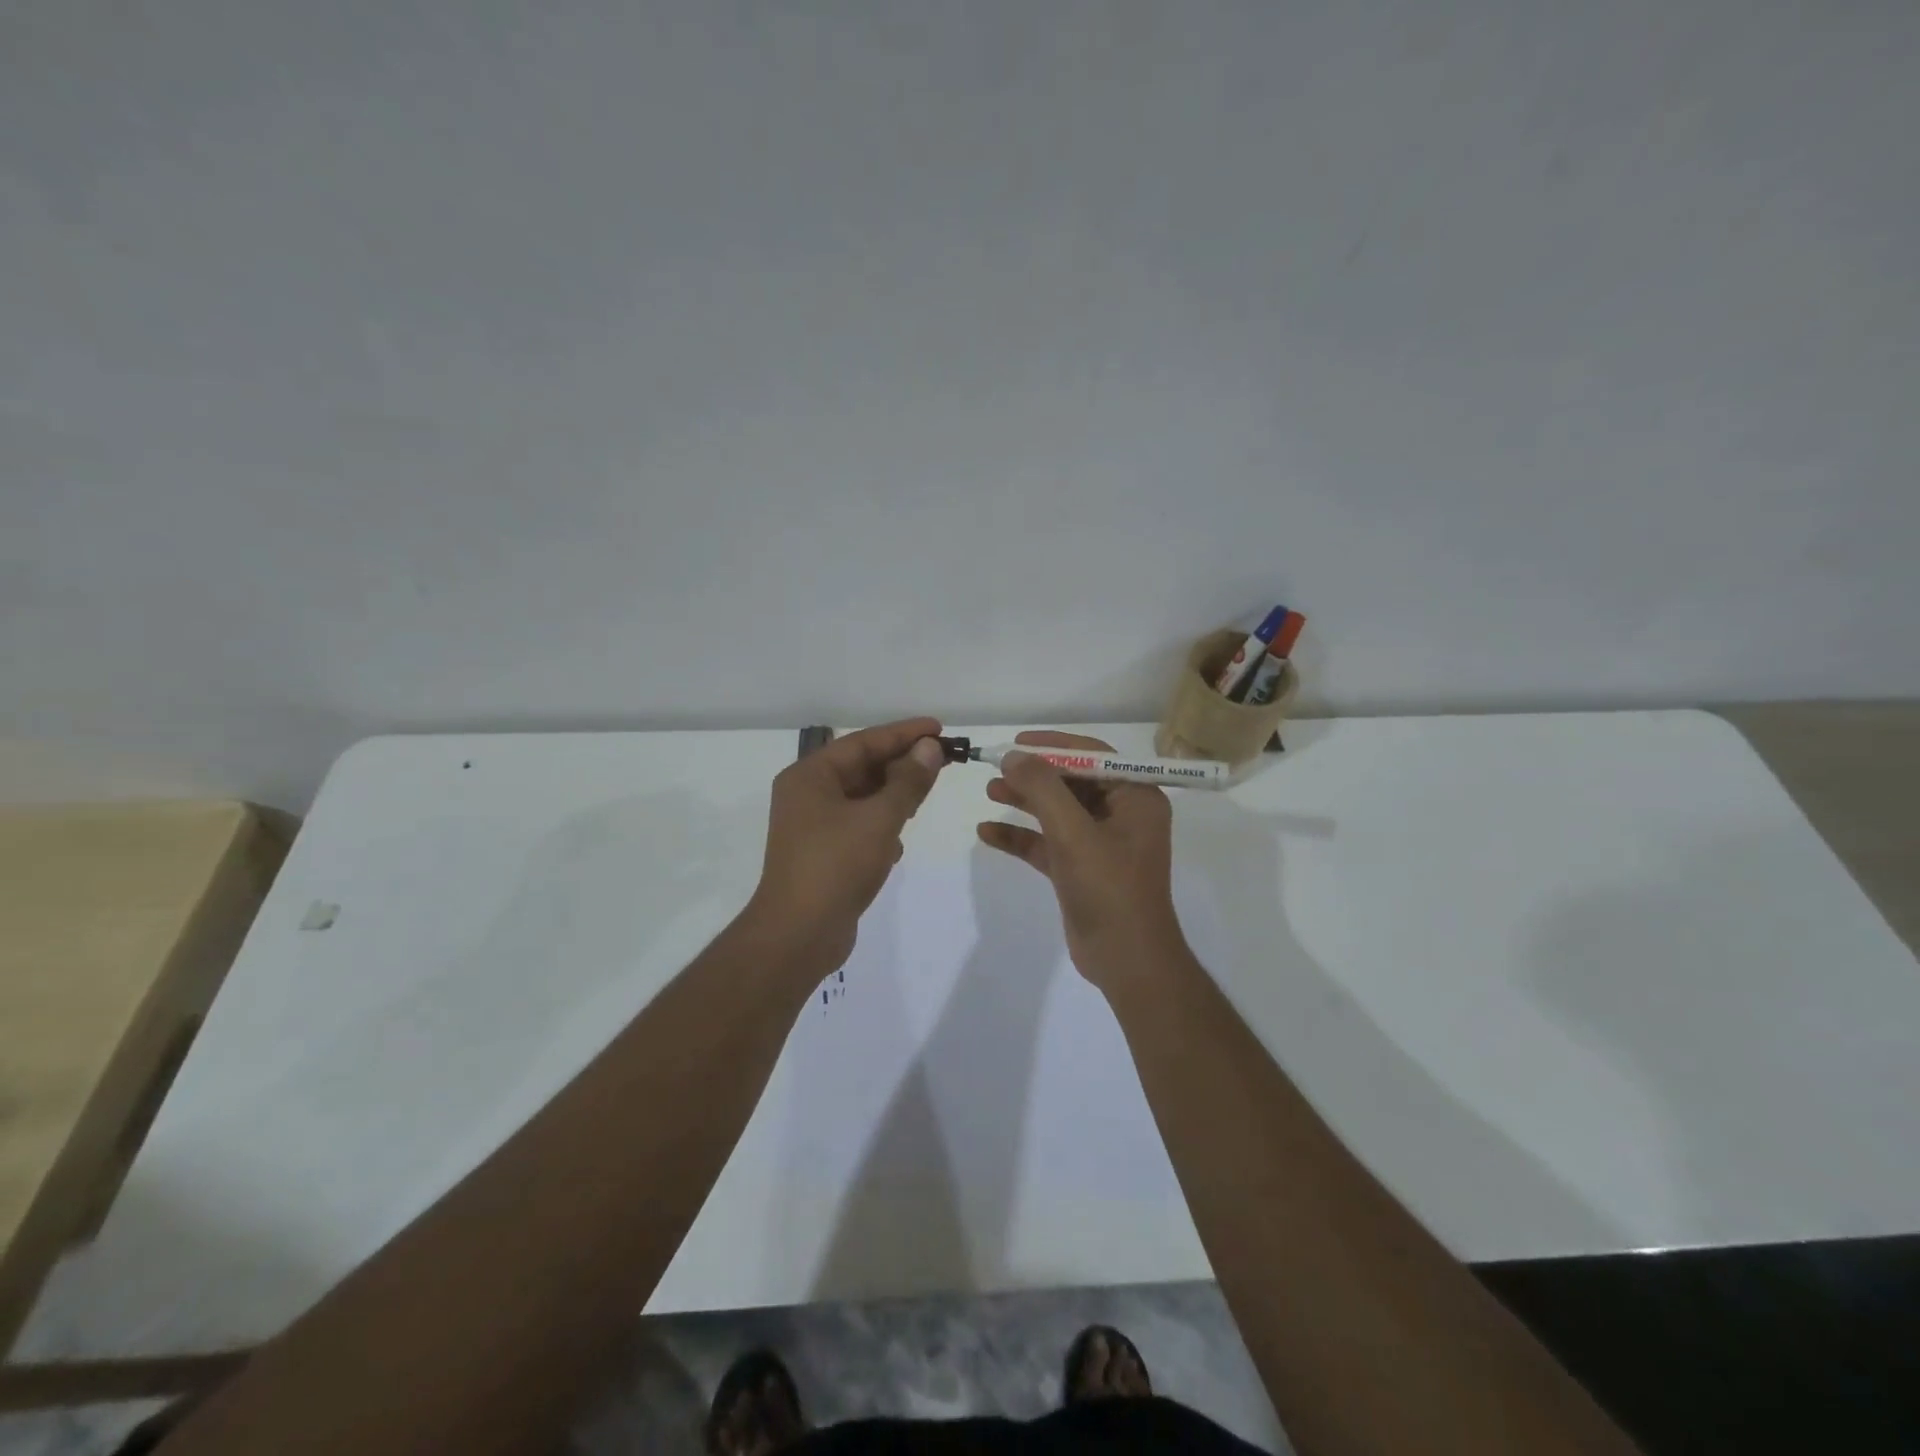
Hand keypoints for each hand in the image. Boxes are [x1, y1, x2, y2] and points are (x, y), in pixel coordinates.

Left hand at [748, 717, 946, 970]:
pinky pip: (858, 826)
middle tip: (944, 759)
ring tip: (927, 793)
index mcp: (810, 776)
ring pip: (862, 798)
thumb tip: (930, 748)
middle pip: (862, 767)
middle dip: (902, 764)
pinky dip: (881, 825)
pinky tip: (899, 840)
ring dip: (894, 795)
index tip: (940, 729)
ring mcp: (813, 826)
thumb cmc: (836, 866)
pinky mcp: (824, 854)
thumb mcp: (879, 819)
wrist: (798, 935)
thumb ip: (908, 781)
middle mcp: (807, 794)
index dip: (904, 734)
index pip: (863, 741)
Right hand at [976, 731, 1186, 988]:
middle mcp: (1121, 816)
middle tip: (996, 768)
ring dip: (1025, 801)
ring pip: (1057, 812)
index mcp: (1136, 798)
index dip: (1054, 746)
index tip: (1017, 742)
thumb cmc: (1109, 888)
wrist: (1126, 960)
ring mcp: (1100, 844)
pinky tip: (987, 833)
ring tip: (989, 791)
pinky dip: (1021, 837)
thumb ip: (1042, 789)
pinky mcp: (1081, 870)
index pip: (1093, 756)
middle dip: (1034, 775)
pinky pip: (1047, 843)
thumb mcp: (1073, 832)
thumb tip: (1013, 755)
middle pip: (1072, 783)